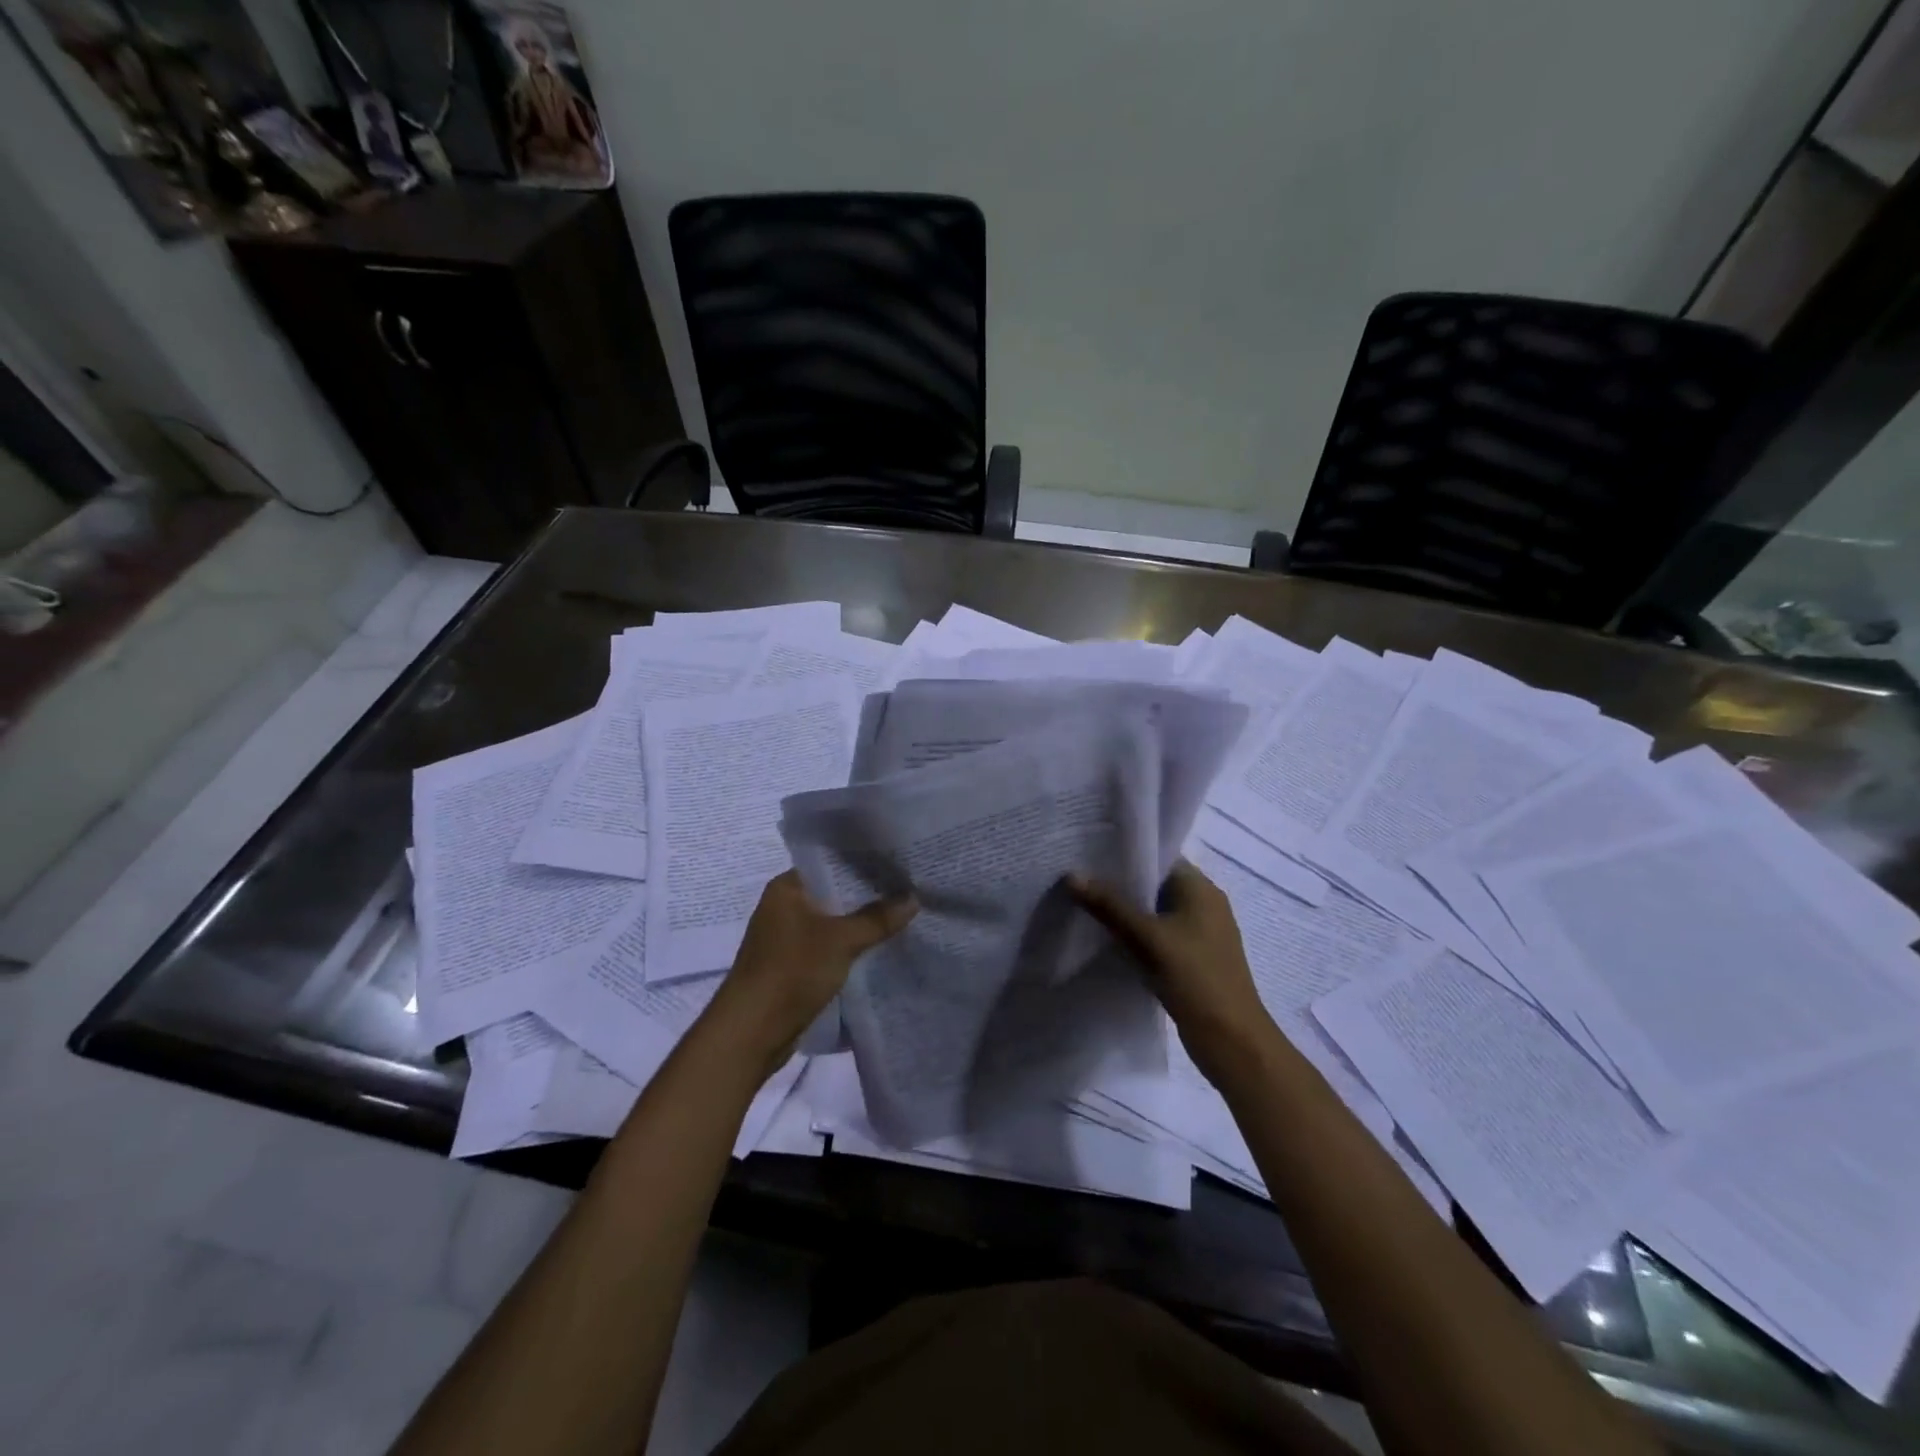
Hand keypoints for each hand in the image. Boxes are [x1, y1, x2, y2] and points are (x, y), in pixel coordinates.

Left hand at [702, 871, 916, 1078]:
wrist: (751, 1033)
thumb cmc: (791, 972)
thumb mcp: (841, 941)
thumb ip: (877, 919)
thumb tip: (913, 898)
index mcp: (787, 888)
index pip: (831, 863)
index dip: (865, 862)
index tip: (899, 863)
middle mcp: (784, 906)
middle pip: (834, 893)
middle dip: (868, 896)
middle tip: (910, 888)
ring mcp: (787, 938)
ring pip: (833, 922)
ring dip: (861, 924)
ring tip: (903, 915)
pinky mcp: (793, 965)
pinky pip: (829, 947)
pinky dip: (850, 947)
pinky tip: (881, 947)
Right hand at [1068, 860, 1280, 1084]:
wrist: (1233, 1042)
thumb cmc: (1196, 979)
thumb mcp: (1149, 938)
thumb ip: (1110, 906)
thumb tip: (1072, 875)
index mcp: (1201, 889)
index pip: (1159, 857)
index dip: (1125, 854)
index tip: (1088, 853)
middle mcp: (1204, 905)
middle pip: (1155, 884)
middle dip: (1119, 882)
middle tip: (1078, 877)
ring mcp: (1199, 934)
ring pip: (1154, 912)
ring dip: (1126, 911)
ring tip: (1084, 904)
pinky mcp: (1192, 959)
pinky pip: (1158, 936)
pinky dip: (1135, 934)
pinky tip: (1106, 938)